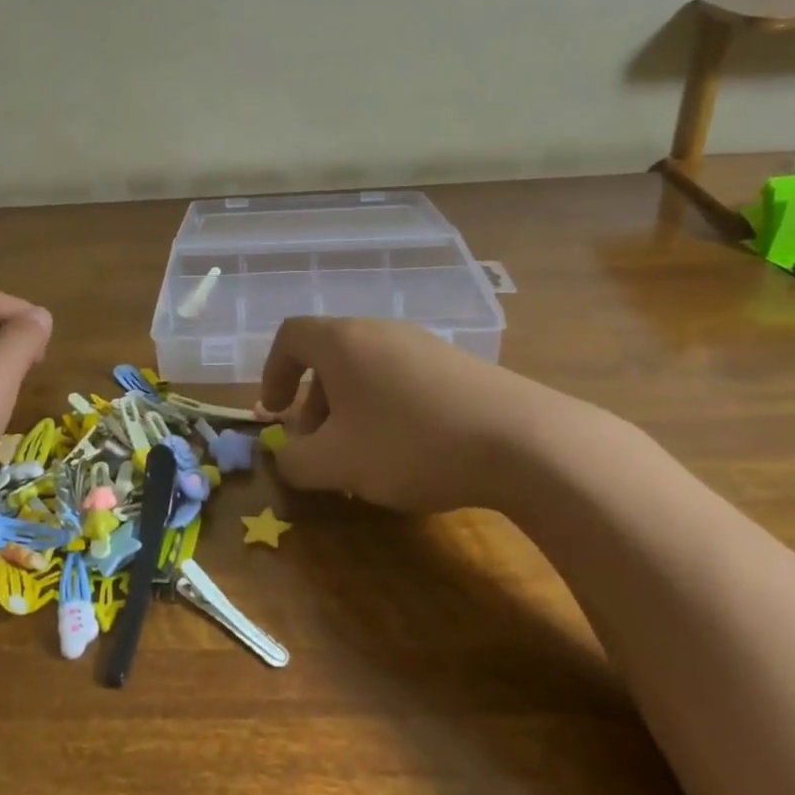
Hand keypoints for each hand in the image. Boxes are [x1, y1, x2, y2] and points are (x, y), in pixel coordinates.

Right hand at [259, 316, 533, 513]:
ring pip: (367, 372)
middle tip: (320, 447)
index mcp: (343, 342)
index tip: (274, 412)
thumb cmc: (411, 443)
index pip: (291, 336)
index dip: (272, 372)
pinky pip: (402, 381)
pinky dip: (387, 411)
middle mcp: (381, 331)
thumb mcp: (338, 463)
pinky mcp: (457, 366)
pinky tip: (409, 454)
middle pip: (330, 357)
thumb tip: (285, 456)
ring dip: (351, 411)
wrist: (522, 441)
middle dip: (314, 403)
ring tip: (363, 459)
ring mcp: (424, 345)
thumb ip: (296, 461)